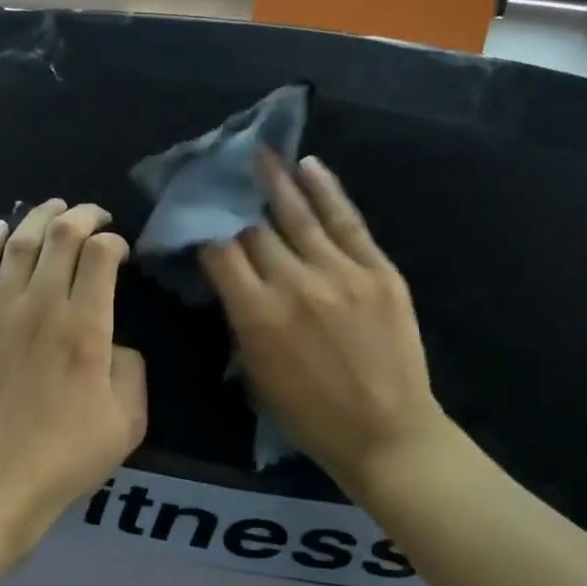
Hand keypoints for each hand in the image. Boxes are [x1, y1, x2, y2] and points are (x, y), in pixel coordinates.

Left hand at [0, 199, 147, 559]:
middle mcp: (39, 306)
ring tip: (54, 207)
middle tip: (94, 213)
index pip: (101, 255)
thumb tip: (114, 342)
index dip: (115, 241)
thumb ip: (131, 369)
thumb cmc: (63, 460)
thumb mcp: (127, 422)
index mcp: (85, 327)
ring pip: (17, 243)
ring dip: (38, 217)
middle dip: (82, 214)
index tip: (121, 250)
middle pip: (60, 236)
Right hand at [200, 153, 447, 494]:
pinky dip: (327, 191)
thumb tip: (230, 281)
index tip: (200, 221)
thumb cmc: (310, 416)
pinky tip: (310, 166)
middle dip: (236, 206)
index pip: (220, 253)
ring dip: (276, 181)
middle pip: (255, 230)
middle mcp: (293, 284)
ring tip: (261, 153)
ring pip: (299, 215)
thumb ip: (240, 322)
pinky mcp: (379, 271)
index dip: (205, 232)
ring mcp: (341, 273)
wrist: (386, 433)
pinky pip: (347, 221)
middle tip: (224, 180)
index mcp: (256, 315)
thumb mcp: (256, 375)